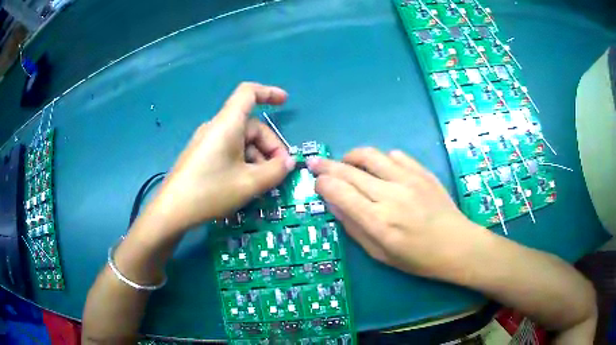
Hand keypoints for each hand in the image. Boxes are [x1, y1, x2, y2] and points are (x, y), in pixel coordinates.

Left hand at [148, 82, 295, 232]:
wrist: (172, 211)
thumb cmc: (210, 191)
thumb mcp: (249, 183)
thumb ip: (275, 171)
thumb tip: (289, 162)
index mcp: (227, 124)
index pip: (248, 93)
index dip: (269, 92)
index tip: (285, 102)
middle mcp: (216, 127)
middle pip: (251, 125)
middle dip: (270, 146)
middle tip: (279, 172)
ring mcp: (207, 142)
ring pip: (241, 141)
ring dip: (258, 158)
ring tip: (263, 183)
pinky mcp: (202, 155)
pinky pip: (229, 150)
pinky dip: (244, 162)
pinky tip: (245, 183)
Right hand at [307, 148, 489, 279]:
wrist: (456, 245)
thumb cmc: (417, 258)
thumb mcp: (380, 254)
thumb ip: (354, 227)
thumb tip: (334, 203)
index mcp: (378, 221)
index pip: (340, 192)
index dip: (323, 183)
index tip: (316, 182)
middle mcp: (390, 195)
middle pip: (349, 170)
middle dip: (327, 165)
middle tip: (316, 163)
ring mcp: (408, 179)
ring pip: (370, 155)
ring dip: (351, 156)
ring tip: (346, 163)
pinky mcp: (422, 172)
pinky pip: (394, 155)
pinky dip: (380, 160)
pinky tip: (380, 169)